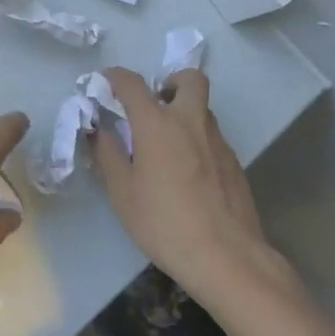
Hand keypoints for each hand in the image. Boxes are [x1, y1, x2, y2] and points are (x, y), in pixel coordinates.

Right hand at [93, 67, 287, 305]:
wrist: (228, 258)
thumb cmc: (165, 223)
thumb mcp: (123, 193)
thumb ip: (108, 154)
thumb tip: (99, 129)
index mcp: (157, 123)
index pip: (132, 83)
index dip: (115, 76)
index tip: (105, 82)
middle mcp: (190, 121)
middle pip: (189, 79)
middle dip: (170, 81)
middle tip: (155, 104)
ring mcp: (218, 141)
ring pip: (202, 109)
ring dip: (184, 113)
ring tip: (167, 146)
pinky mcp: (235, 163)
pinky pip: (213, 137)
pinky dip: (198, 141)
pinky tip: (189, 175)